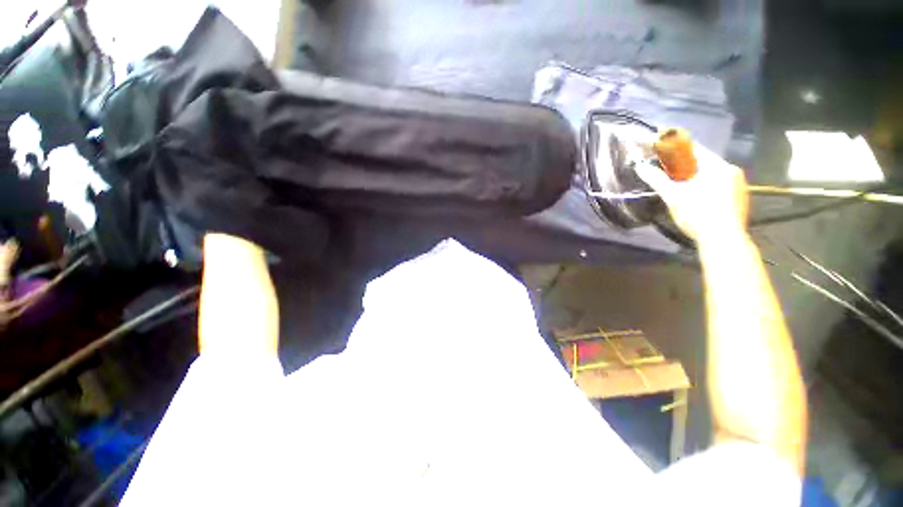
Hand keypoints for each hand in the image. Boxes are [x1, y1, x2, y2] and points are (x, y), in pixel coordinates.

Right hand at [635, 143, 748, 242]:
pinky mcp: (737, 196)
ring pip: (709, 171)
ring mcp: (736, 183)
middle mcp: (730, 170)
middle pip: (701, 159)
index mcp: (717, 166)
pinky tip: (693, 192)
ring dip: (691, 172)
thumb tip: (640, 166)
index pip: (693, 148)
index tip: (660, 139)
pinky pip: (716, 181)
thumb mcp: (673, 196)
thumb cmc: (698, 215)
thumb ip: (657, 179)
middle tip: (664, 164)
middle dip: (681, 160)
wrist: (723, 240)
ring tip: (676, 179)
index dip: (674, 144)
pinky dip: (702, 181)